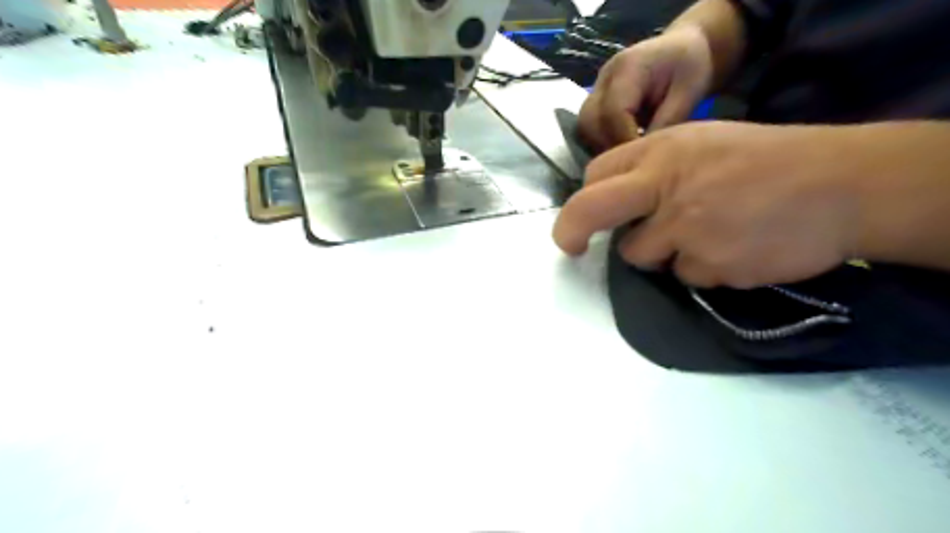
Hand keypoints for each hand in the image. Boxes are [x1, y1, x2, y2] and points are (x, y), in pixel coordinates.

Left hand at [559, 121, 862, 288]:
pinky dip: (699, 268)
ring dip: (661, 253)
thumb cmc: (768, 159)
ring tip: (706, 234)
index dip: (587, 199)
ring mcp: (686, 230)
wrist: (845, 185)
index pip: (596, 175)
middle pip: (592, 210)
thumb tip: (619, 203)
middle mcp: (665, 189)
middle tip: (569, 246)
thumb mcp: (702, 142)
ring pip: (641, 257)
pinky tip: (733, 248)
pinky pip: (684, 275)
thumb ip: (654, 168)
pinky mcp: (710, 266)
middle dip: (571, 230)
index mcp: (662, 151)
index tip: (585, 218)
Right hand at [578, 24, 713, 148]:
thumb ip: (665, 123)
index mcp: (628, 68)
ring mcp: (596, 89)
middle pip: (589, 122)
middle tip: (633, 160)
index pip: (613, 112)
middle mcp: (604, 78)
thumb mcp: (688, 93)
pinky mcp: (595, 101)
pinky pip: (588, 129)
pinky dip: (601, 142)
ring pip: (584, 128)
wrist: (685, 46)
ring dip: (601, 147)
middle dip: (608, 146)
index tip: (642, 158)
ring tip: (627, 156)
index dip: (624, 140)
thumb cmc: (691, 67)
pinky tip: (622, 148)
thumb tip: (645, 155)